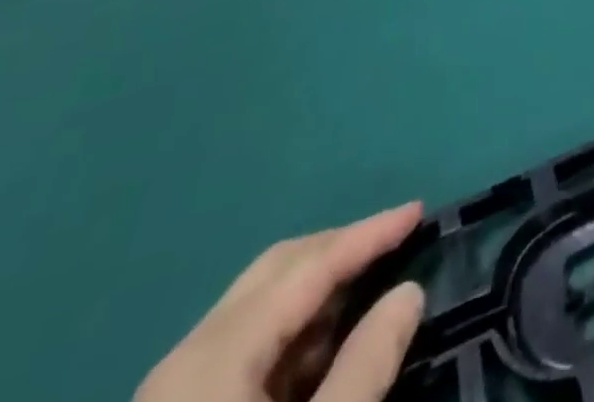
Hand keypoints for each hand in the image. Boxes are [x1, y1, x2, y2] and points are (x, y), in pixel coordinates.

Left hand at [136, 202, 426, 401]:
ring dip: (319, 288)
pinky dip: (293, 332)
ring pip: (259, 306)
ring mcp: (173, 393)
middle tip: (397, 238)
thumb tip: (409, 293)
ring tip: (372, 283)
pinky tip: (326, 345)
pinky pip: (244, 348)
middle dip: (341, 247)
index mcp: (215, 356)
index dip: (368, 233)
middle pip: (277, 270)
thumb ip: (365, 368)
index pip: (309, 266)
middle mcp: (187, 358)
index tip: (420, 210)